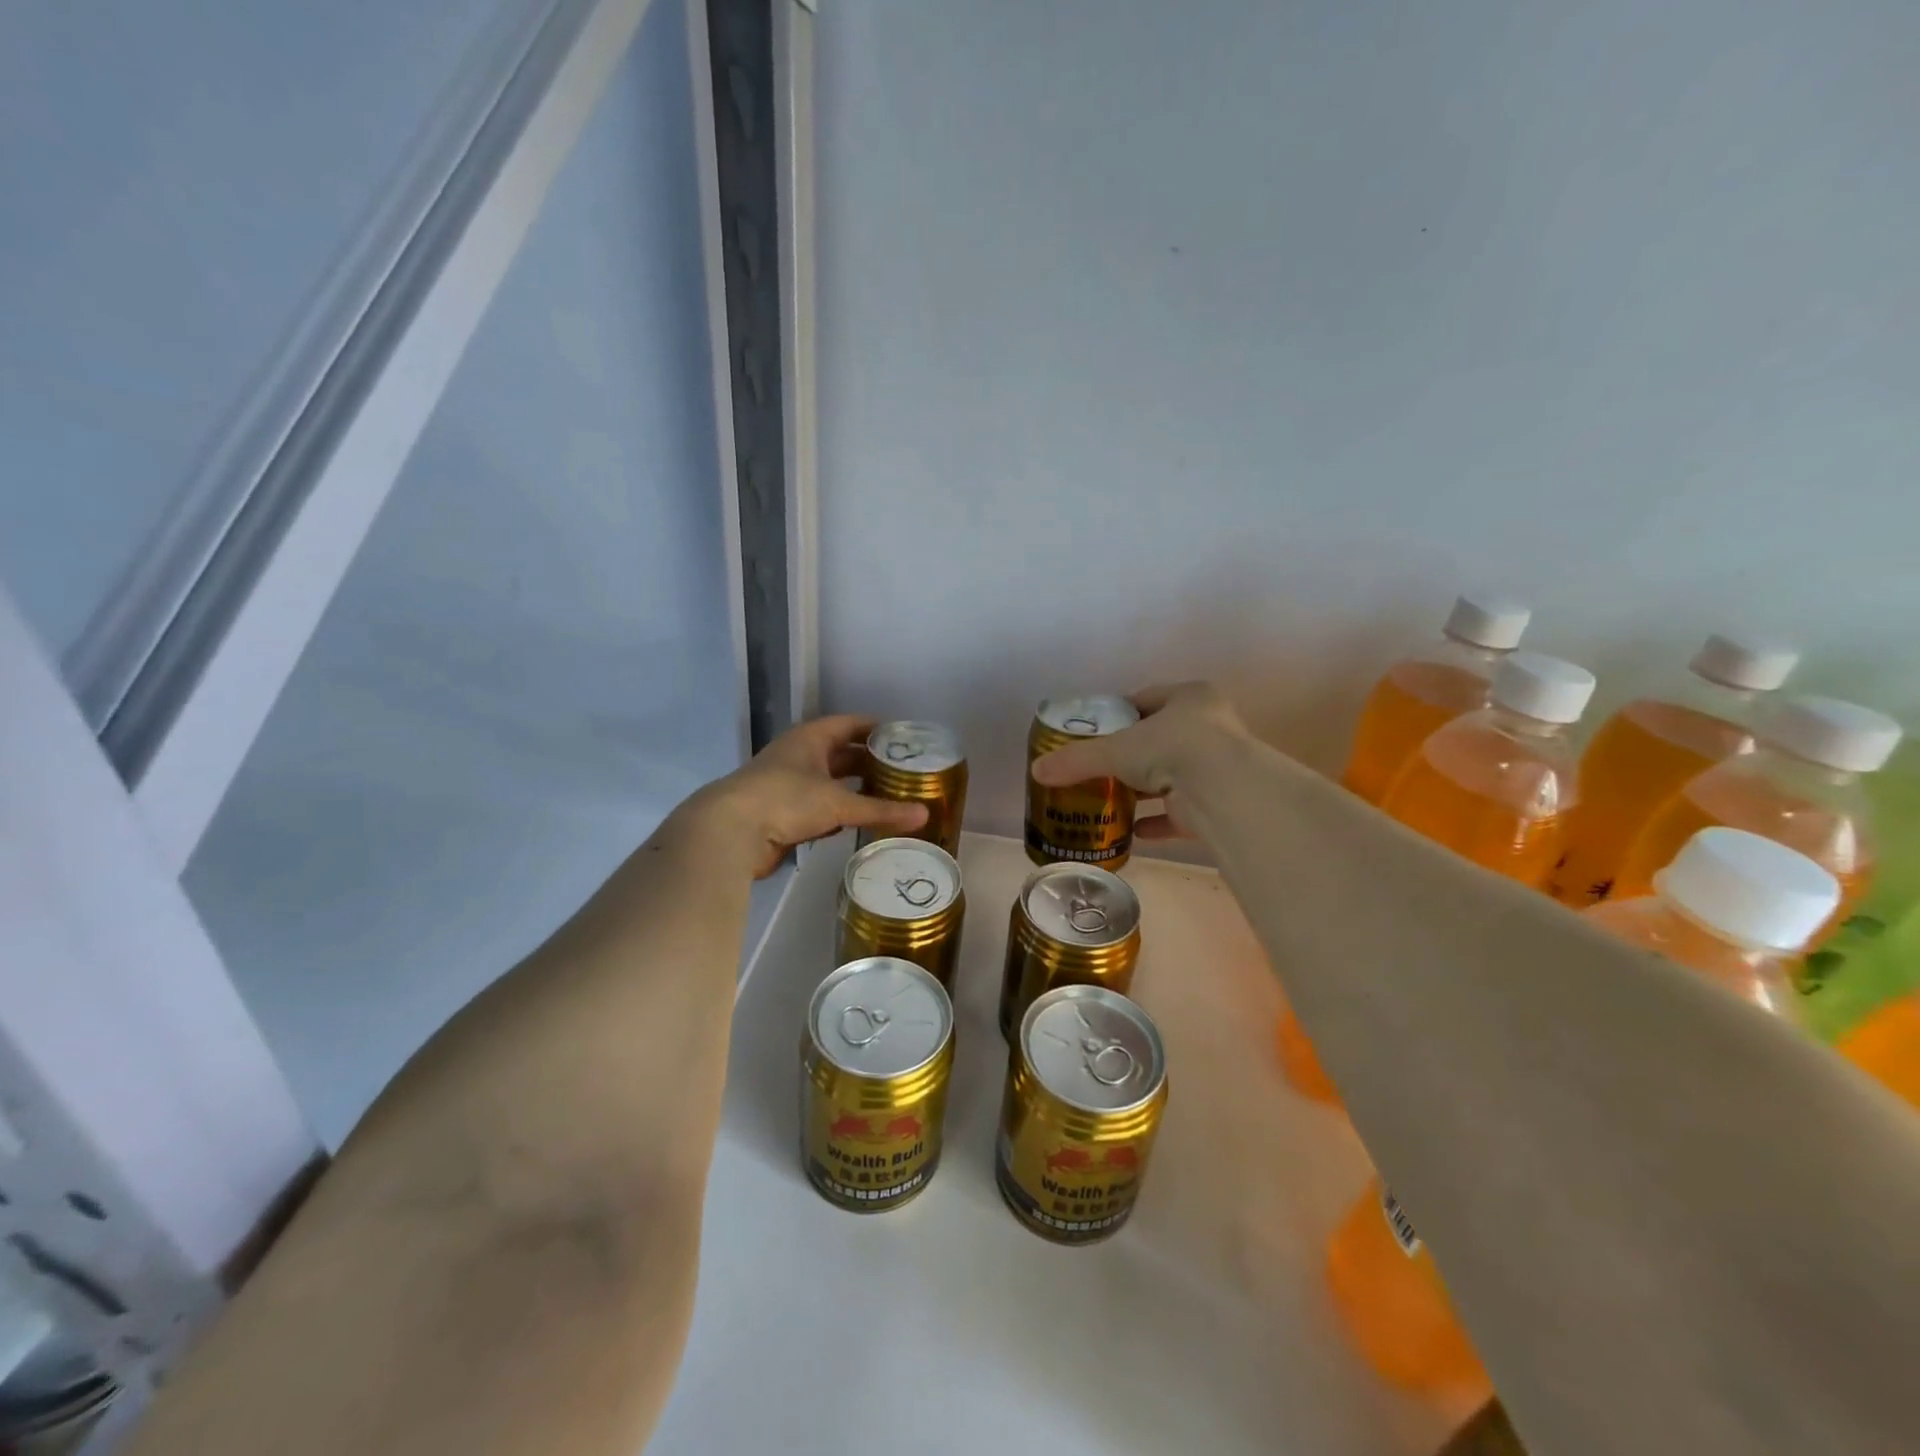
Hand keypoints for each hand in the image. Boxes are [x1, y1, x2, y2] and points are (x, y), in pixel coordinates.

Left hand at [684, 715, 928, 877]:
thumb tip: (924, 815)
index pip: (849, 724)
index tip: (903, 737)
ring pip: (830, 782)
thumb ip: (881, 810)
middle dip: (869, 761)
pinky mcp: (783, 813)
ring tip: (890, 795)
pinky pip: (820, 807)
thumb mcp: (838, 803)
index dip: (875, 728)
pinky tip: (860, 820)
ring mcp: (788, 785)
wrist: (729, 832)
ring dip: (855, 788)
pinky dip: (840, 811)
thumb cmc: (785, 800)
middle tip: (904, 770)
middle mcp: (799, 756)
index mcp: (810, 738)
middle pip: (841, 753)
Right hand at [1030, 682, 1247, 841]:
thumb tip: (1037, 771)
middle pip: (1160, 738)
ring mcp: (1217, 766)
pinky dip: (1157, 822)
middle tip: (1099, 767)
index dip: (1118, 714)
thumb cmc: (1171, 748)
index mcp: (1190, 698)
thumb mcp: (1114, 750)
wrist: (1223, 791)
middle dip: (1131, 755)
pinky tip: (1132, 832)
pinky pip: (1180, 812)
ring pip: (1171, 775)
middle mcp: (1210, 727)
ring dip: (1144, 789)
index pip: (1147, 699)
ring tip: (1111, 798)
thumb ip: (1076, 760)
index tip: (1095, 731)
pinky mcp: (1218, 802)